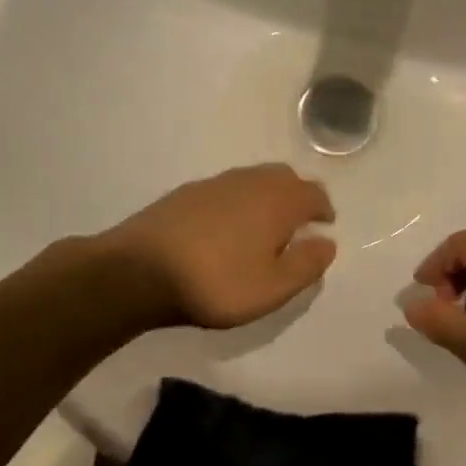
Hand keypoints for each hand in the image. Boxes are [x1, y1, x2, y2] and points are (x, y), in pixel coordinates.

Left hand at [101, 164, 336, 330]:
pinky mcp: (186, 193)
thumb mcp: (272, 288)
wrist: (138, 270)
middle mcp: (250, 182)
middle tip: (297, 225)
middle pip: (284, 178)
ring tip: (262, 228)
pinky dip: (237, 202)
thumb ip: (306, 265)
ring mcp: (215, 183)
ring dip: (266, 198)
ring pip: (253, 180)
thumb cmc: (216, 282)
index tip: (323, 227)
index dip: (323, 210)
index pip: (313, 194)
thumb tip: (327, 243)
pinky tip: (225, 228)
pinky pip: (226, 190)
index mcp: (278, 200)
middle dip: (297, 197)